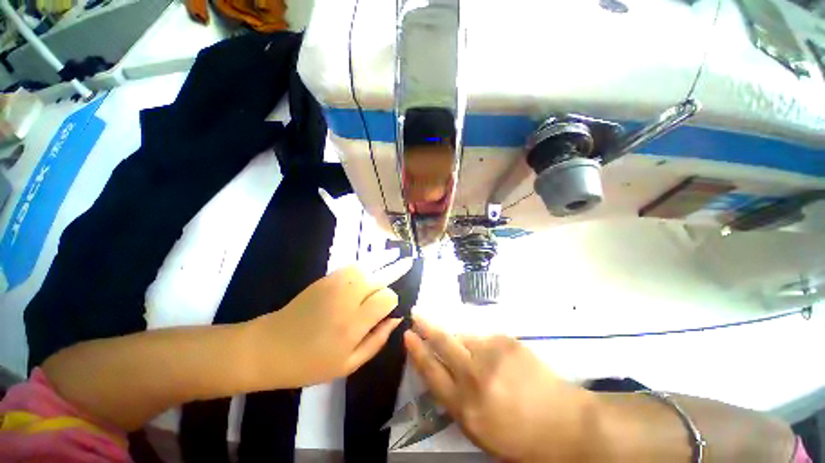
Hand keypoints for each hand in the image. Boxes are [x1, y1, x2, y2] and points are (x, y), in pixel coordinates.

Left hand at [245, 258, 412, 388]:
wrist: (269, 346)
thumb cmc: (309, 363)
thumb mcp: (348, 365)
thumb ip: (377, 340)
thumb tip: (396, 319)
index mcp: (353, 324)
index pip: (386, 299)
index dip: (393, 300)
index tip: (393, 306)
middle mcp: (348, 299)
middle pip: (380, 278)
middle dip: (396, 269)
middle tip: (409, 261)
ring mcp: (335, 285)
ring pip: (367, 265)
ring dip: (383, 258)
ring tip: (396, 253)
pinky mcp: (326, 278)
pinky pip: (352, 265)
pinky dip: (366, 260)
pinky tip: (374, 258)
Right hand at [405, 317, 596, 461]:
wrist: (566, 424)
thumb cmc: (519, 437)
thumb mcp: (478, 429)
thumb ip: (454, 398)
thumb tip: (441, 369)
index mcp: (465, 406)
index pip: (432, 372)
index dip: (417, 352)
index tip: (407, 336)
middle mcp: (475, 375)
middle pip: (443, 343)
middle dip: (426, 326)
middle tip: (416, 313)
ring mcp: (492, 354)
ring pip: (464, 337)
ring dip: (458, 339)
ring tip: (469, 354)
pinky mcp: (507, 341)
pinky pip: (484, 338)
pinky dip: (481, 344)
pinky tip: (494, 359)